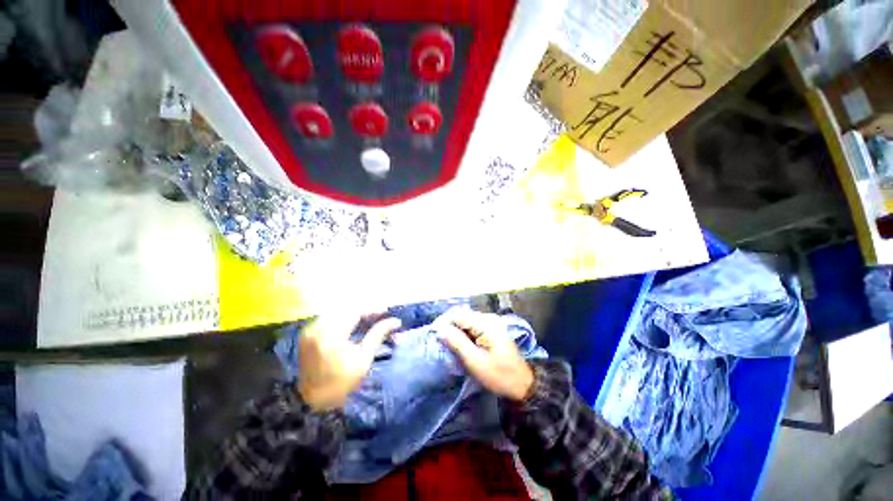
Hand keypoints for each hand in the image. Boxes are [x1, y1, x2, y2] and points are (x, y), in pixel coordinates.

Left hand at [297, 314, 401, 410]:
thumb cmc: (343, 380)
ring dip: (352, 312)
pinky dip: (341, 317)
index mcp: (332, 337)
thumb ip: (378, 334)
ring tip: (365, 319)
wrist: (314, 398)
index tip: (385, 312)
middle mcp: (317, 329)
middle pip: (345, 308)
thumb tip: (396, 321)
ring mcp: (309, 330)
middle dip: (363, 310)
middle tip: (377, 316)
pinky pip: (327, 317)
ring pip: (336, 310)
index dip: (371, 309)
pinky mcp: (306, 333)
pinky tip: (350, 324)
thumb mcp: (364, 358)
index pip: (355, 312)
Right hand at [438, 309, 534, 401]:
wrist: (522, 384)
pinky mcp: (492, 329)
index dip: (444, 322)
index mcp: (486, 324)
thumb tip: (440, 329)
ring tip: (447, 343)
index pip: (459, 315)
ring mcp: (491, 323)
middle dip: (449, 327)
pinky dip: (464, 334)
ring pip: (467, 321)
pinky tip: (460, 344)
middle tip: (439, 341)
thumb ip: (457, 343)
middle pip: (462, 316)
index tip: (433, 334)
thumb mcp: (475, 361)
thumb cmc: (499, 375)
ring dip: (456, 330)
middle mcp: (489, 319)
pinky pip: (473, 327)